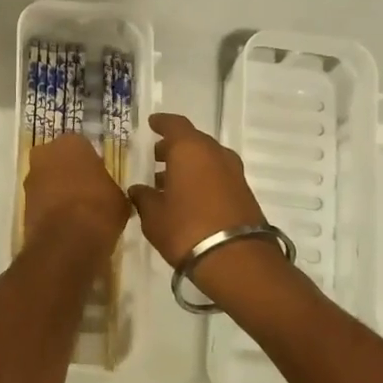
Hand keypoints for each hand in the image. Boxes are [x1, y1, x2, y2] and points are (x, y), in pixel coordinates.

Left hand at [23, 133, 130, 250]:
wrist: (68, 240)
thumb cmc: (99, 209)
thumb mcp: (119, 197)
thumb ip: (110, 187)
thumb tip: (108, 194)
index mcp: (72, 142)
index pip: (83, 147)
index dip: (91, 164)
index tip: (99, 178)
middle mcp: (45, 153)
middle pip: (59, 160)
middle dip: (70, 173)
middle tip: (87, 192)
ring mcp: (30, 177)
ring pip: (47, 179)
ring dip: (57, 190)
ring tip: (76, 211)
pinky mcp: (22, 201)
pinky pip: (40, 199)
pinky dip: (49, 207)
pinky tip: (64, 222)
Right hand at [128, 113, 265, 266]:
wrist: (236, 259)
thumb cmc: (186, 229)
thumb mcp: (153, 215)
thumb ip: (143, 197)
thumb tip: (138, 190)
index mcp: (190, 149)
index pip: (174, 124)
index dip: (161, 123)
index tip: (152, 123)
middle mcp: (215, 153)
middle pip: (192, 141)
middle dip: (173, 148)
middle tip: (156, 158)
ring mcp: (234, 172)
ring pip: (207, 159)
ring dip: (189, 165)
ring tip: (168, 182)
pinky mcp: (244, 192)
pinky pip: (218, 175)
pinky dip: (202, 179)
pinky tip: (189, 197)